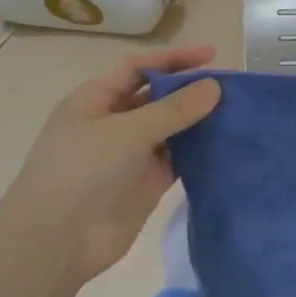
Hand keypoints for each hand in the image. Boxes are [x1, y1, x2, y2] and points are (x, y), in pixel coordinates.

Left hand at [0, 46, 220, 288]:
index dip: (173, 58)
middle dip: (190, 90)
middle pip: (157, 97)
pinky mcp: (147, 183)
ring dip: (199, 121)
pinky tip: (226, 145)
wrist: (58, 241)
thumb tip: (215, 86)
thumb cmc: (82, 172)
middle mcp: (113, 123)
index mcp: (95, 101)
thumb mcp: (128, 131)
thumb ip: (174, 109)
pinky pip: (179, 159)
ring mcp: (131, 155)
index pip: (138, 67)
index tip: (212, 55)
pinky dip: (200, 151)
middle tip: (231, 88)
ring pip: (171, 129)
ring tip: (237, 113)